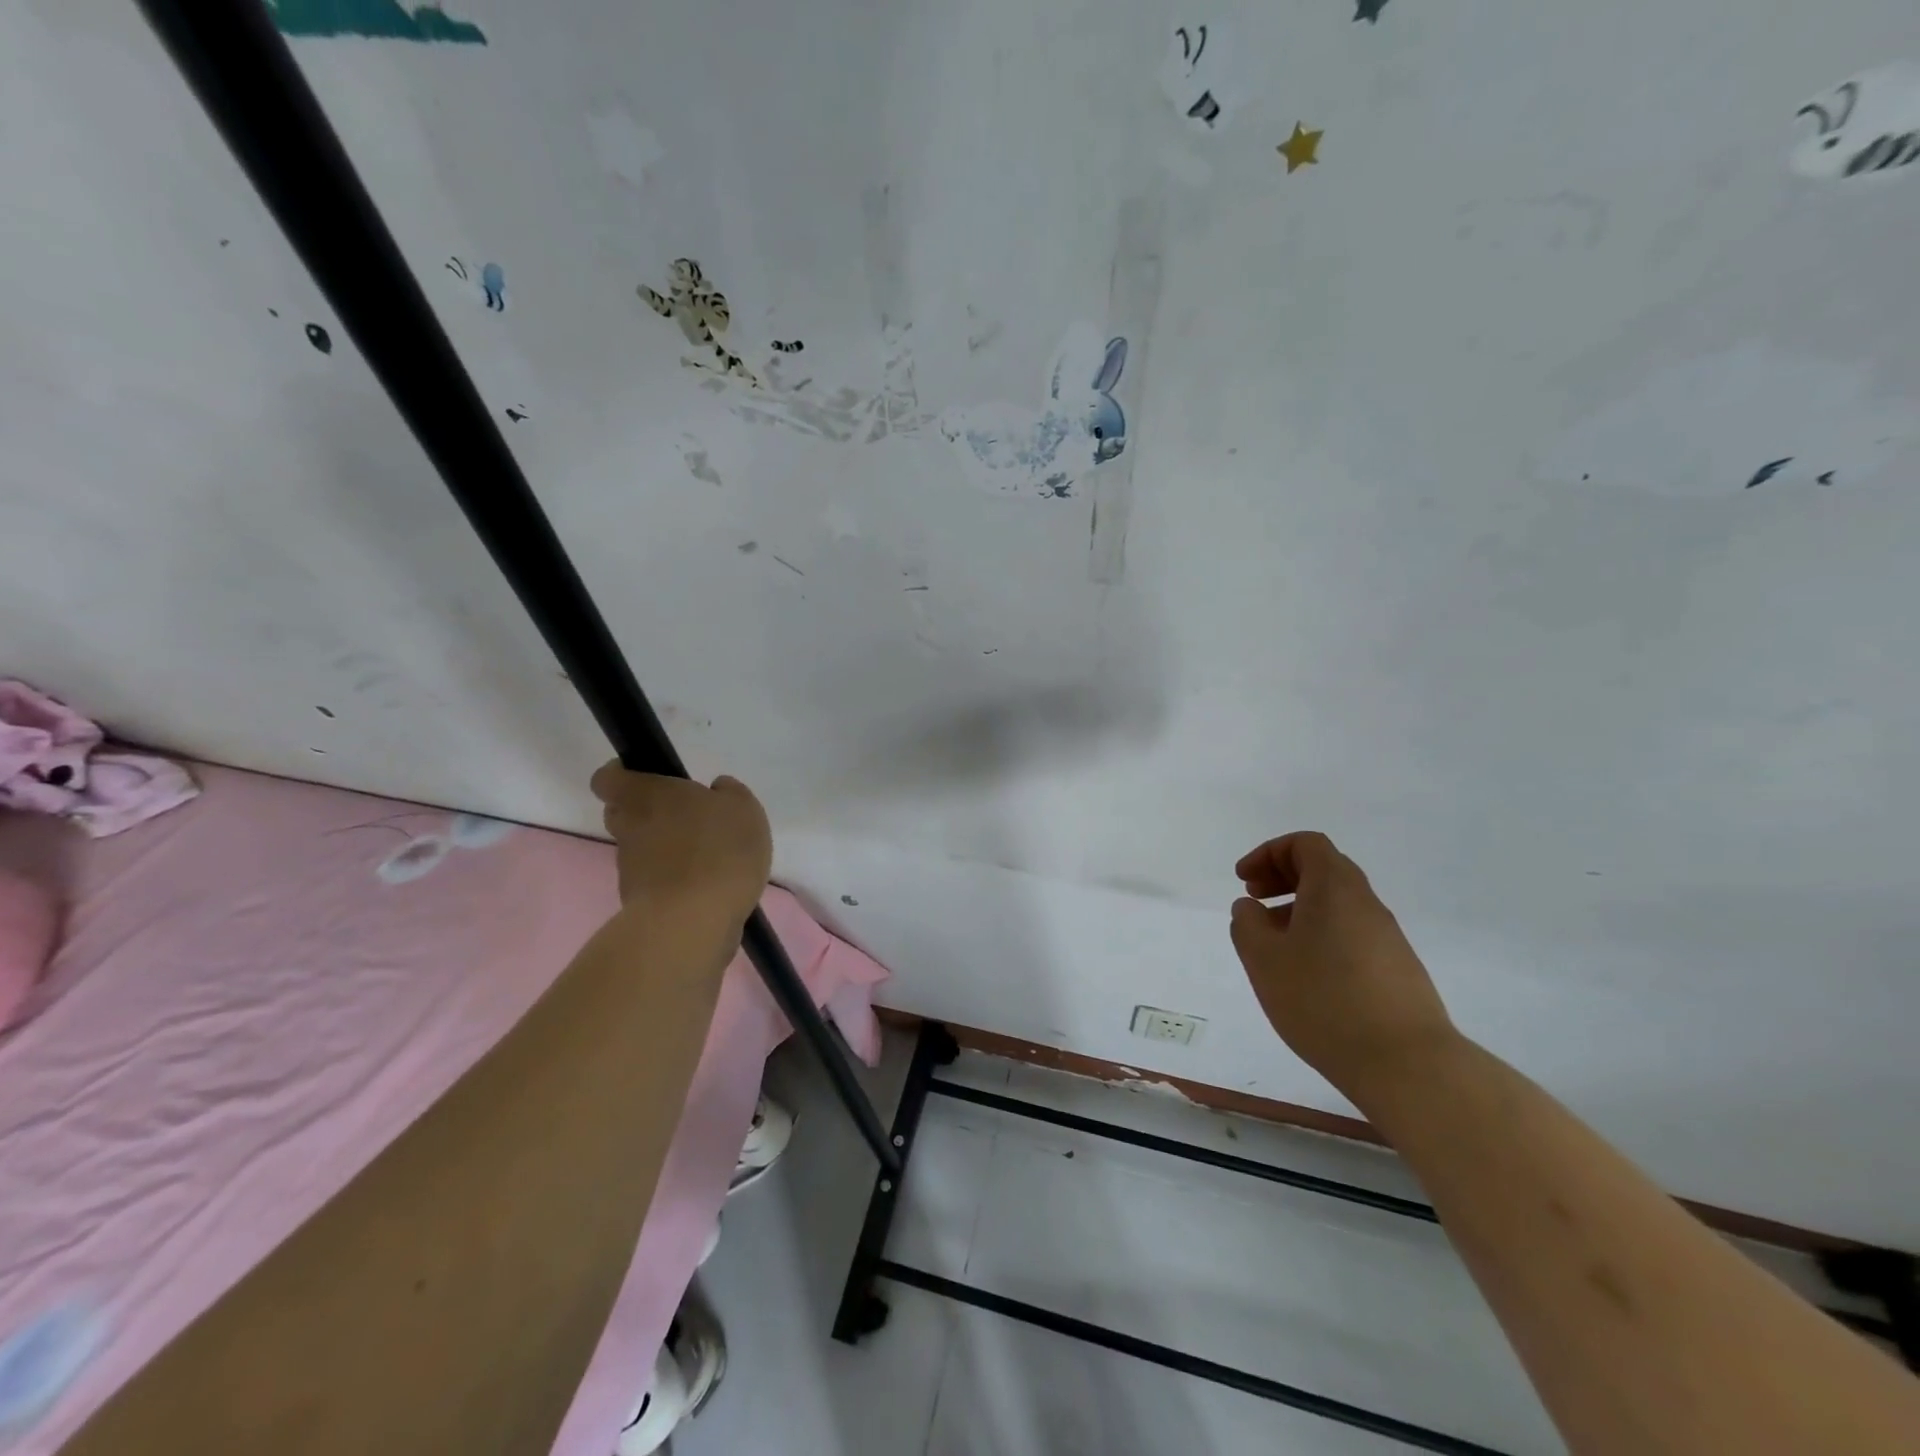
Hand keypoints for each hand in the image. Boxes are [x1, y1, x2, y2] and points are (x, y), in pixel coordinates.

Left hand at [590, 764, 771, 925]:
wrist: (693, 922)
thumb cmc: (718, 850)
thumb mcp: (743, 809)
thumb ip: (729, 793)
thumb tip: (716, 789)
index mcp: (646, 795)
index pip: (608, 777)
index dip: (623, 774)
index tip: (650, 777)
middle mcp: (629, 828)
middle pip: (623, 812)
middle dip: (648, 812)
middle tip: (686, 817)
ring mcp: (630, 868)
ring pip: (640, 848)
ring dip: (665, 848)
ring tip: (707, 857)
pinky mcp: (639, 902)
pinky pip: (655, 880)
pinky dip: (675, 880)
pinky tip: (709, 886)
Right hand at [1229, 832, 1458, 1104]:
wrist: (1406, 1064)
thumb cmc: (1323, 1000)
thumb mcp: (1264, 959)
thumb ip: (1248, 924)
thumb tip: (1251, 908)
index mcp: (1335, 887)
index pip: (1305, 844)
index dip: (1269, 853)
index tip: (1244, 881)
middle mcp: (1366, 903)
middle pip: (1324, 869)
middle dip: (1283, 877)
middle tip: (1254, 901)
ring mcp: (1387, 937)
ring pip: (1337, 904)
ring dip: (1300, 909)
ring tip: (1273, 944)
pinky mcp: (1397, 970)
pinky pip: (1351, 933)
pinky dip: (1321, 935)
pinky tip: (1306, 974)